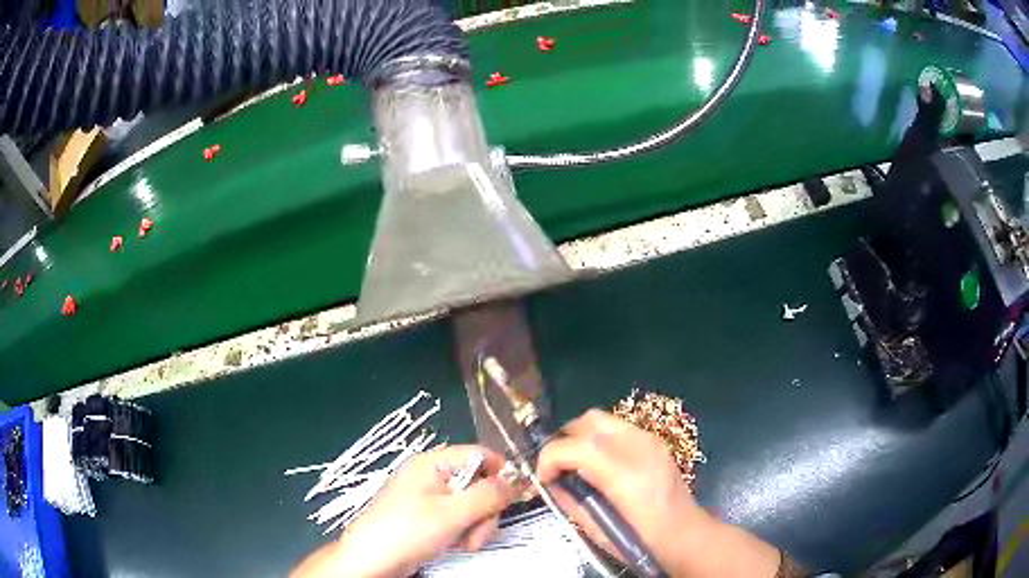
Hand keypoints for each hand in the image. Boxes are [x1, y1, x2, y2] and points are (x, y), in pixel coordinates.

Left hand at [291, 445, 515, 577]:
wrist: (373, 560)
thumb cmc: (409, 530)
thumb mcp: (453, 513)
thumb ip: (489, 495)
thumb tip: (517, 480)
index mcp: (433, 463)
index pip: (480, 455)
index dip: (501, 474)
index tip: (512, 498)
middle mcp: (431, 475)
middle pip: (479, 483)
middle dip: (485, 510)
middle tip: (479, 533)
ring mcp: (428, 497)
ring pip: (471, 504)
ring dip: (476, 525)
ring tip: (466, 543)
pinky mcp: (427, 517)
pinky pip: (457, 518)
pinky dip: (463, 531)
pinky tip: (456, 545)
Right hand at [537, 410, 779, 577]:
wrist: (685, 536)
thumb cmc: (641, 541)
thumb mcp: (597, 530)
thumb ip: (569, 501)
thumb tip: (550, 483)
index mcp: (624, 474)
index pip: (575, 446)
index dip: (549, 458)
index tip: (543, 478)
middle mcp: (639, 447)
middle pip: (588, 421)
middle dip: (564, 440)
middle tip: (558, 468)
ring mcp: (651, 440)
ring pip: (603, 419)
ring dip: (581, 437)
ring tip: (577, 464)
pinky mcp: (656, 442)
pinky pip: (618, 428)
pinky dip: (600, 438)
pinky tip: (600, 464)